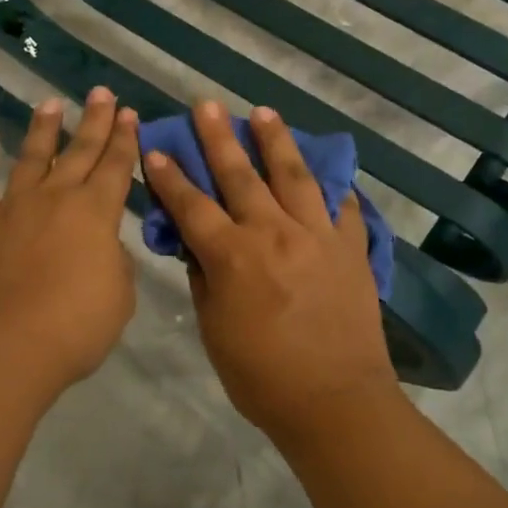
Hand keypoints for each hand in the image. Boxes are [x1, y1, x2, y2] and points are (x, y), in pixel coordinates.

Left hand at [0, 88, 139, 403]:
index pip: (116, 166)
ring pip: (32, 157)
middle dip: (95, 121)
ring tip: (51, 104)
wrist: (7, 346)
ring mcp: (15, 207)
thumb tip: (103, 246)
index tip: (130, 113)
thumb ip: (115, 262)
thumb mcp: (120, 295)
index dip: (125, 139)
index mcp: (96, 212)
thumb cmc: (76, 325)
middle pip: (80, 151)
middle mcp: (57, 197)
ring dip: (43, 129)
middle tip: (102, 93)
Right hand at [143, 101, 400, 446]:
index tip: (156, 149)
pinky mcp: (352, 249)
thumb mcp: (214, 331)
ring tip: (264, 113)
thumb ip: (204, 280)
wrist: (335, 402)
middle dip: (219, 138)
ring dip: (276, 141)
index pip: (192, 206)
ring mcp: (318, 237)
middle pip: (241, 176)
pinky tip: (328, 171)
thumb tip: (195, 246)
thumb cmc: (261, 377)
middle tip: (207, 105)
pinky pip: (344, 208)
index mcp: (234, 256)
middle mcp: (274, 233)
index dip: (170, 177)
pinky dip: (334, 187)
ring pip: (294, 176)